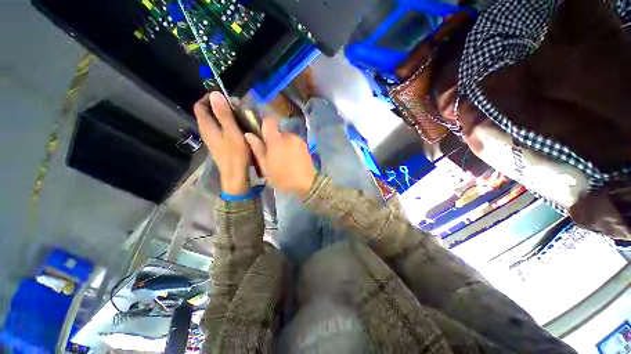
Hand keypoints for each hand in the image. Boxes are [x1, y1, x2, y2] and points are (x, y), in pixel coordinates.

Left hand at [194, 92, 249, 194]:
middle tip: (236, 106)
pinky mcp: (219, 145)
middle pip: (207, 113)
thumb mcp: (232, 132)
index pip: (200, 106)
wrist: (235, 175)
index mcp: (207, 126)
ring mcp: (212, 139)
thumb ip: (223, 114)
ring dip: (225, 116)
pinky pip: (220, 129)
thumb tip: (214, 94)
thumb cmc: (235, 154)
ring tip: (239, 116)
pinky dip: (227, 125)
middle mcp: (206, 131)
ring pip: (214, 122)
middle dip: (220, 106)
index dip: (209, 98)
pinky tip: (239, 128)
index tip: (224, 96)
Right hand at [244, 118, 315, 196]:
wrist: (306, 183)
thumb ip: (257, 149)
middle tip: (272, 155)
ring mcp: (299, 140)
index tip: (262, 137)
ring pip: (287, 138)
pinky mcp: (305, 146)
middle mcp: (289, 136)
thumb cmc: (282, 177)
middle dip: (273, 140)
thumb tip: (249, 134)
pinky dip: (291, 148)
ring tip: (283, 159)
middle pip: (278, 132)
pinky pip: (294, 143)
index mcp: (277, 140)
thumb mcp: (265, 166)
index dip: (264, 126)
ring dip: (283, 145)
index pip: (269, 121)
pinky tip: (292, 160)